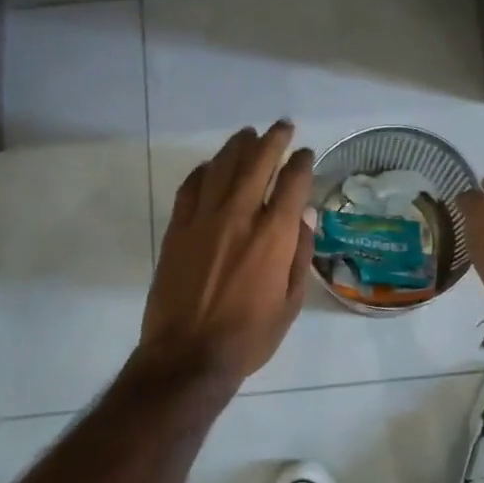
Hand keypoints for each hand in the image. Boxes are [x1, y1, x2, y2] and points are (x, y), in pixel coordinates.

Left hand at [139, 122, 315, 385]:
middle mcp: (239, 217)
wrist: (188, 356)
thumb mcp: (290, 302)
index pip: (292, 184)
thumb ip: (298, 255)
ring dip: (237, 146)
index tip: (306, 153)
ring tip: (248, 134)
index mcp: (273, 236)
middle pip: (257, 163)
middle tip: (281, 127)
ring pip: (221, 168)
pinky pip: (189, 189)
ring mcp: (203, 221)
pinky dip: (202, 172)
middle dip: (273, 140)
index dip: (302, 163)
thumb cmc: (248, 336)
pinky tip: (210, 166)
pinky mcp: (177, 230)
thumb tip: (303, 216)